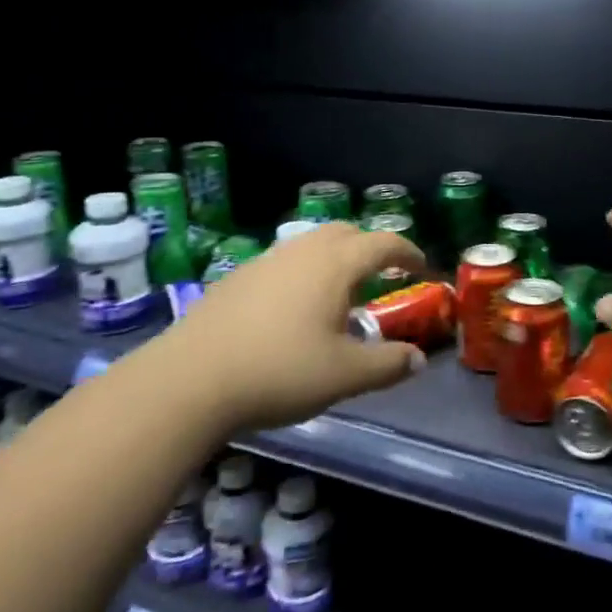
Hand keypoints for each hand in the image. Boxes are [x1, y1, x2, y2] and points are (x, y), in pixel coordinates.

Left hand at [168, 223, 426, 430]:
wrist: (189, 379)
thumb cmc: (279, 371)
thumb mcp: (344, 375)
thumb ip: (388, 364)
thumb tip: (418, 359)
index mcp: (335, 264)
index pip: (382, 243)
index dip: (408, 252)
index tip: (423, 268)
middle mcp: (302, 251)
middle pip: (345, 232)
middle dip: (370, 248)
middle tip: (382, 275)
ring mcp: (266, 261)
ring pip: (311, 244)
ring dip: (335, 259)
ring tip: (340, 294)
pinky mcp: (238, 278)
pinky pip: (285, 262)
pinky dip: (304, 273)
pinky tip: (295, 310)